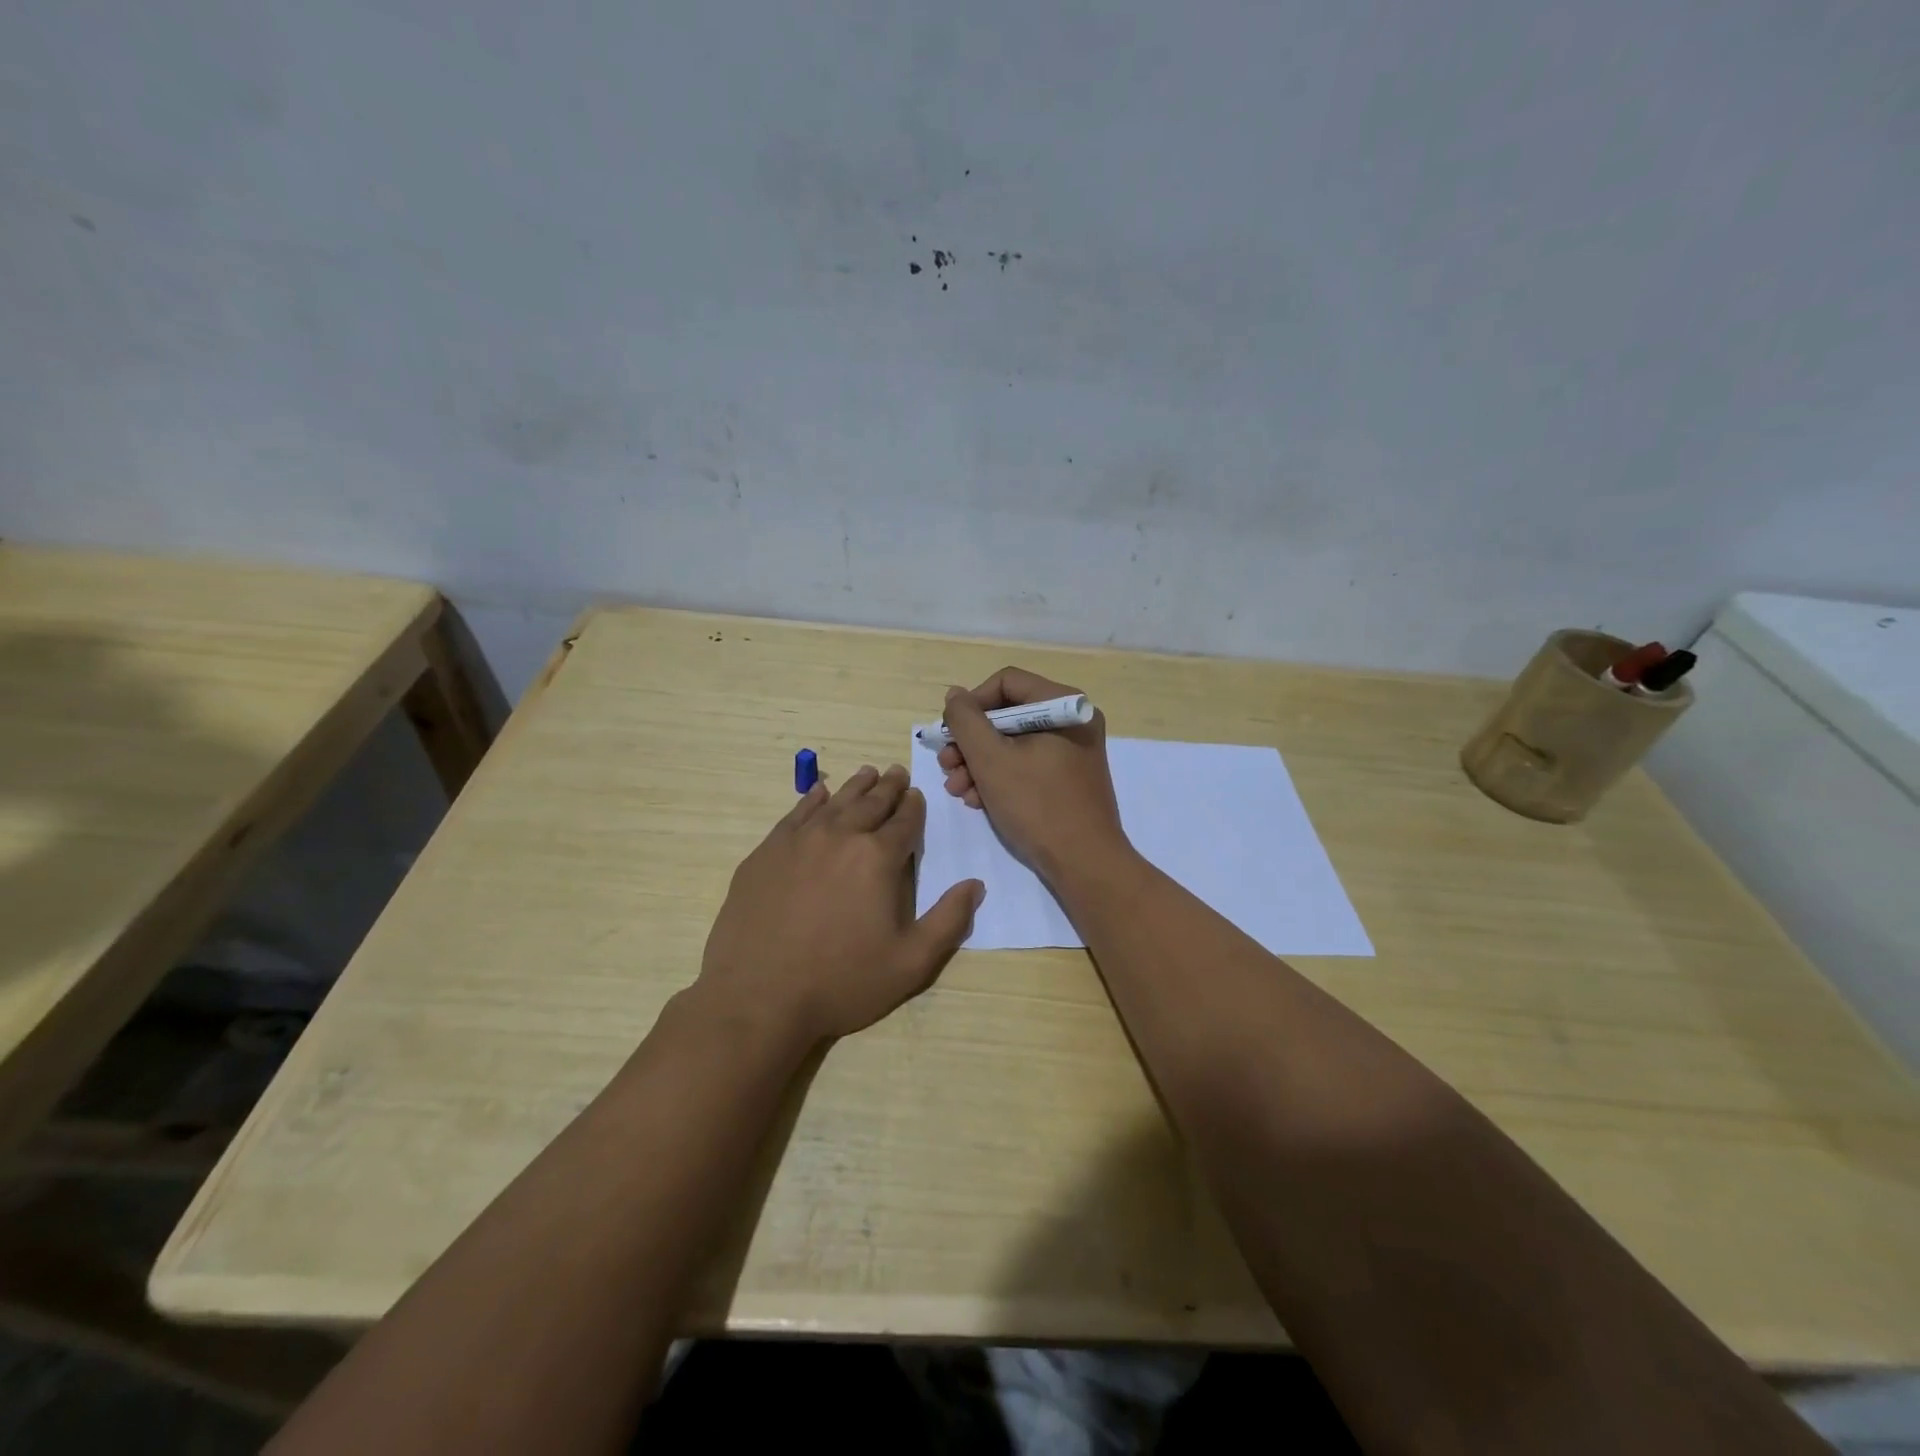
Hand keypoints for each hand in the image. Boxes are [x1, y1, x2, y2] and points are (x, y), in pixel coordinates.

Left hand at [698, 764, 984, 1043]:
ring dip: (855, 786)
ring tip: (867, 773)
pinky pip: (795, 814)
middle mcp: (840, 836)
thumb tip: (975, 885)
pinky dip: (812, 799)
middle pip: (870, 802)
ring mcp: (798, 841)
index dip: (913, 806)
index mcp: (878, 858)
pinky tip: (819, 793)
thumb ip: (948, 921)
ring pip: (835, 801)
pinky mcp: (766, 852)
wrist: (758, 997)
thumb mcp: (911, 963)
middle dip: (888, 787)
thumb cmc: (842, 982)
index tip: (916, 795)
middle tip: (897, 772)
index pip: (904, 821)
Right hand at [936, 667, 1129, 880]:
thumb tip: (955, 695)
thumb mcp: (991, 759)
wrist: (1084, 863)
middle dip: (971, 742)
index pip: (1006, 682)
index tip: (950, 734)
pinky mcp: (1068, 778)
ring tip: (958, 790)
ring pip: (1013, 743)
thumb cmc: (1037, 804)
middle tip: (948, 767)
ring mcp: (1072, 751)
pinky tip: (979, 801)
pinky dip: (1000, 778)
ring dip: (979, 764)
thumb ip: (966, 720)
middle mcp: (1071, 720)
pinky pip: (1027, 764)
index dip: (972, 704)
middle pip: (1007, 714)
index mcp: (1063, 705)